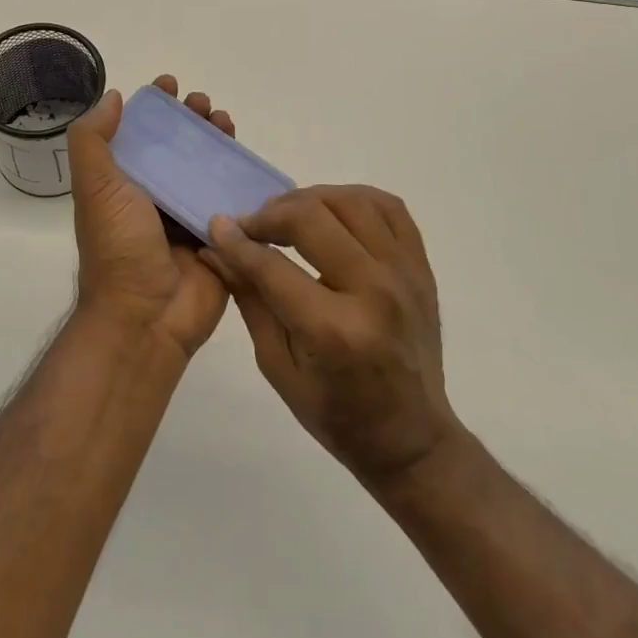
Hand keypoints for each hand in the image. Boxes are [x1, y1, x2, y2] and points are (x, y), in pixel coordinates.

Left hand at [67, 76, 234, 359]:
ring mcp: (187, 217)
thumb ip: (94, 140)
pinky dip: (240, 178)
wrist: (145, 318)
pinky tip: (249, 160)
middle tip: (205, 105)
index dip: (154, 108)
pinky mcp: (218, 238)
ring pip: (207, 170)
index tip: (170, 86)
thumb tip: (113, 98)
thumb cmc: (117, 246)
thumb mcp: (95, 187)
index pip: (140, 135)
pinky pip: (232, 202)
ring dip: (218, 143)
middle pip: (178, 148)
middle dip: (192, 121)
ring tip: (226, 123)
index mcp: (123, 184)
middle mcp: (155, 197)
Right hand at [204, 186, 460, 487]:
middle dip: (270, 214)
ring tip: (289, 216)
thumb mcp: (278, 366)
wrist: (412, 439)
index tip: (217, 225)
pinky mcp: (421, 267)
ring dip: (310, 199)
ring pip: (351, 201)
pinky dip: (354, 198)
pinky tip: (332, 211)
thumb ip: (249, 299)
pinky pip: (390, 207)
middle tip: (252, 227)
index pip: (273, 265)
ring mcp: (405, 274)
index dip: (238, 241)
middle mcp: (374, 292)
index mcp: (334, 330)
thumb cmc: (337, 414)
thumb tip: (215, 248)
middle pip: (313, 218)